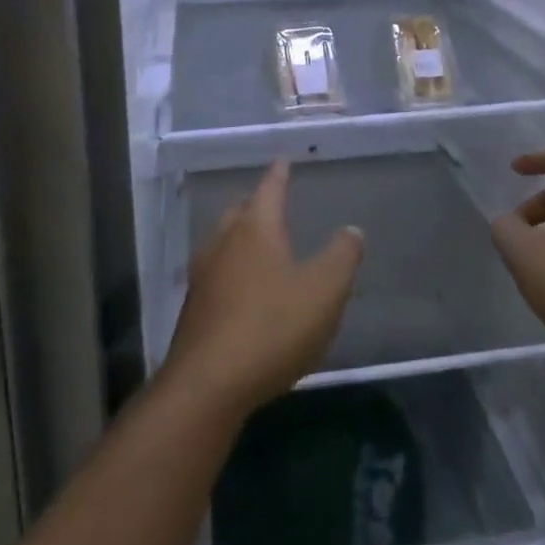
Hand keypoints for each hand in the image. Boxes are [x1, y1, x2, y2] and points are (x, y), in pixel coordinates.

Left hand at [162, 160, 364, 418]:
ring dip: (241, 237)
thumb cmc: (271, 327)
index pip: (270, 188)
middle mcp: (224, 243)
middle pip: (240, 212)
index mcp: (255, 229)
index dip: (279, 173)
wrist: (208, 385)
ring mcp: (203, 276)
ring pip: (224, 242)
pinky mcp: (193, 310)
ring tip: (258, 242)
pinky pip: (217, 274)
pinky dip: (232, 270)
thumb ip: (342, 257)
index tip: (283, 158)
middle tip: (272, 200)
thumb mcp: (324, 291)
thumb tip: (351, 230)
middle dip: (256, 204)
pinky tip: (242, 289)